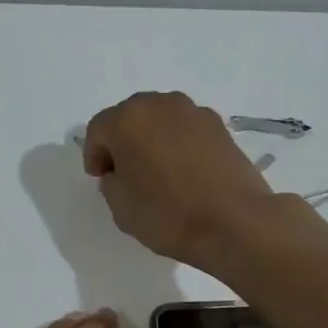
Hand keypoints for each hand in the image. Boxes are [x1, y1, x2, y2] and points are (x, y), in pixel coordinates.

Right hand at [82, 92, 282, 267]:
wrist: (233, 222)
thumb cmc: (167, 214)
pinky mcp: (220, 126)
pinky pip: (186, 130)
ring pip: (161, 120)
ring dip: (152, 140)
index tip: (101, 178)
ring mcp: (194, 112)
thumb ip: (111, 181)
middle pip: (130, 117)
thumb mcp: (120, 206)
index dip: (94, 155)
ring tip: (157, 172)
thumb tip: (122, 171)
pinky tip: (184, 172)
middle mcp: (160, 105)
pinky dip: (178, 144)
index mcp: (128, 119)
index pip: (98, 129)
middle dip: (123, 141)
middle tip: (126, 173)